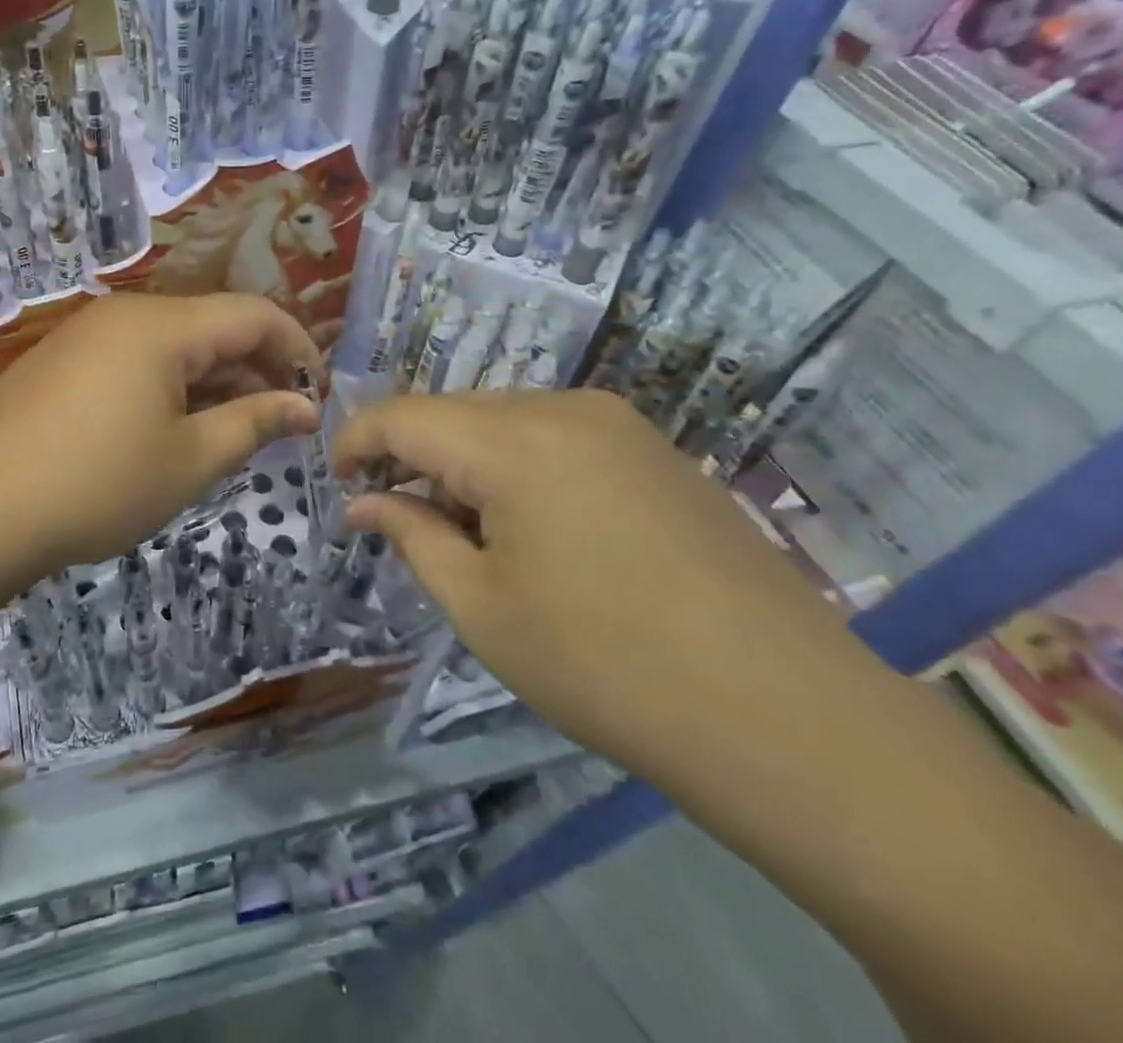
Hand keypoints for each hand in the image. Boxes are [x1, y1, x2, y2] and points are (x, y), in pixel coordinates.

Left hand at [0, 294, 322, 585]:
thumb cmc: (95, 485)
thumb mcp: (188, 460)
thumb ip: (253, 424)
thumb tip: (303, 405)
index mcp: (163, 325)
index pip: (254, 314)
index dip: (297, 349)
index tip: (318, 396)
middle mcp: (124, 315)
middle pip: (212, 326)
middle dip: (256, 369)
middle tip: (280, 425)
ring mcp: (86, 336)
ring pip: (172, 346)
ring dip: (212, 382)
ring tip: (230, 434)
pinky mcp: (60, 363)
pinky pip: (133, 361)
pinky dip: (168, 388)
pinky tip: (170, 432)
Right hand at [334, 390, 890, 786]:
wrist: (787, 715)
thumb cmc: (604, 665)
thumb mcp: (480, 607)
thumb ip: (411, 535)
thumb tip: (363, 502)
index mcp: (512, 441)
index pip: (403, 415)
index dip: (356, 441)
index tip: (335, 482)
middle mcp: (562, 407)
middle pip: (453, 411)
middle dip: (411, 454)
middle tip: (395, 516)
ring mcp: (616, 422)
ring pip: (503, 419)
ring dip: (464, 460)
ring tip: (462, 528)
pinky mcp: (653, 447)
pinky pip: (553, 433)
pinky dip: (515, 463)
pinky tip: (528, 524)